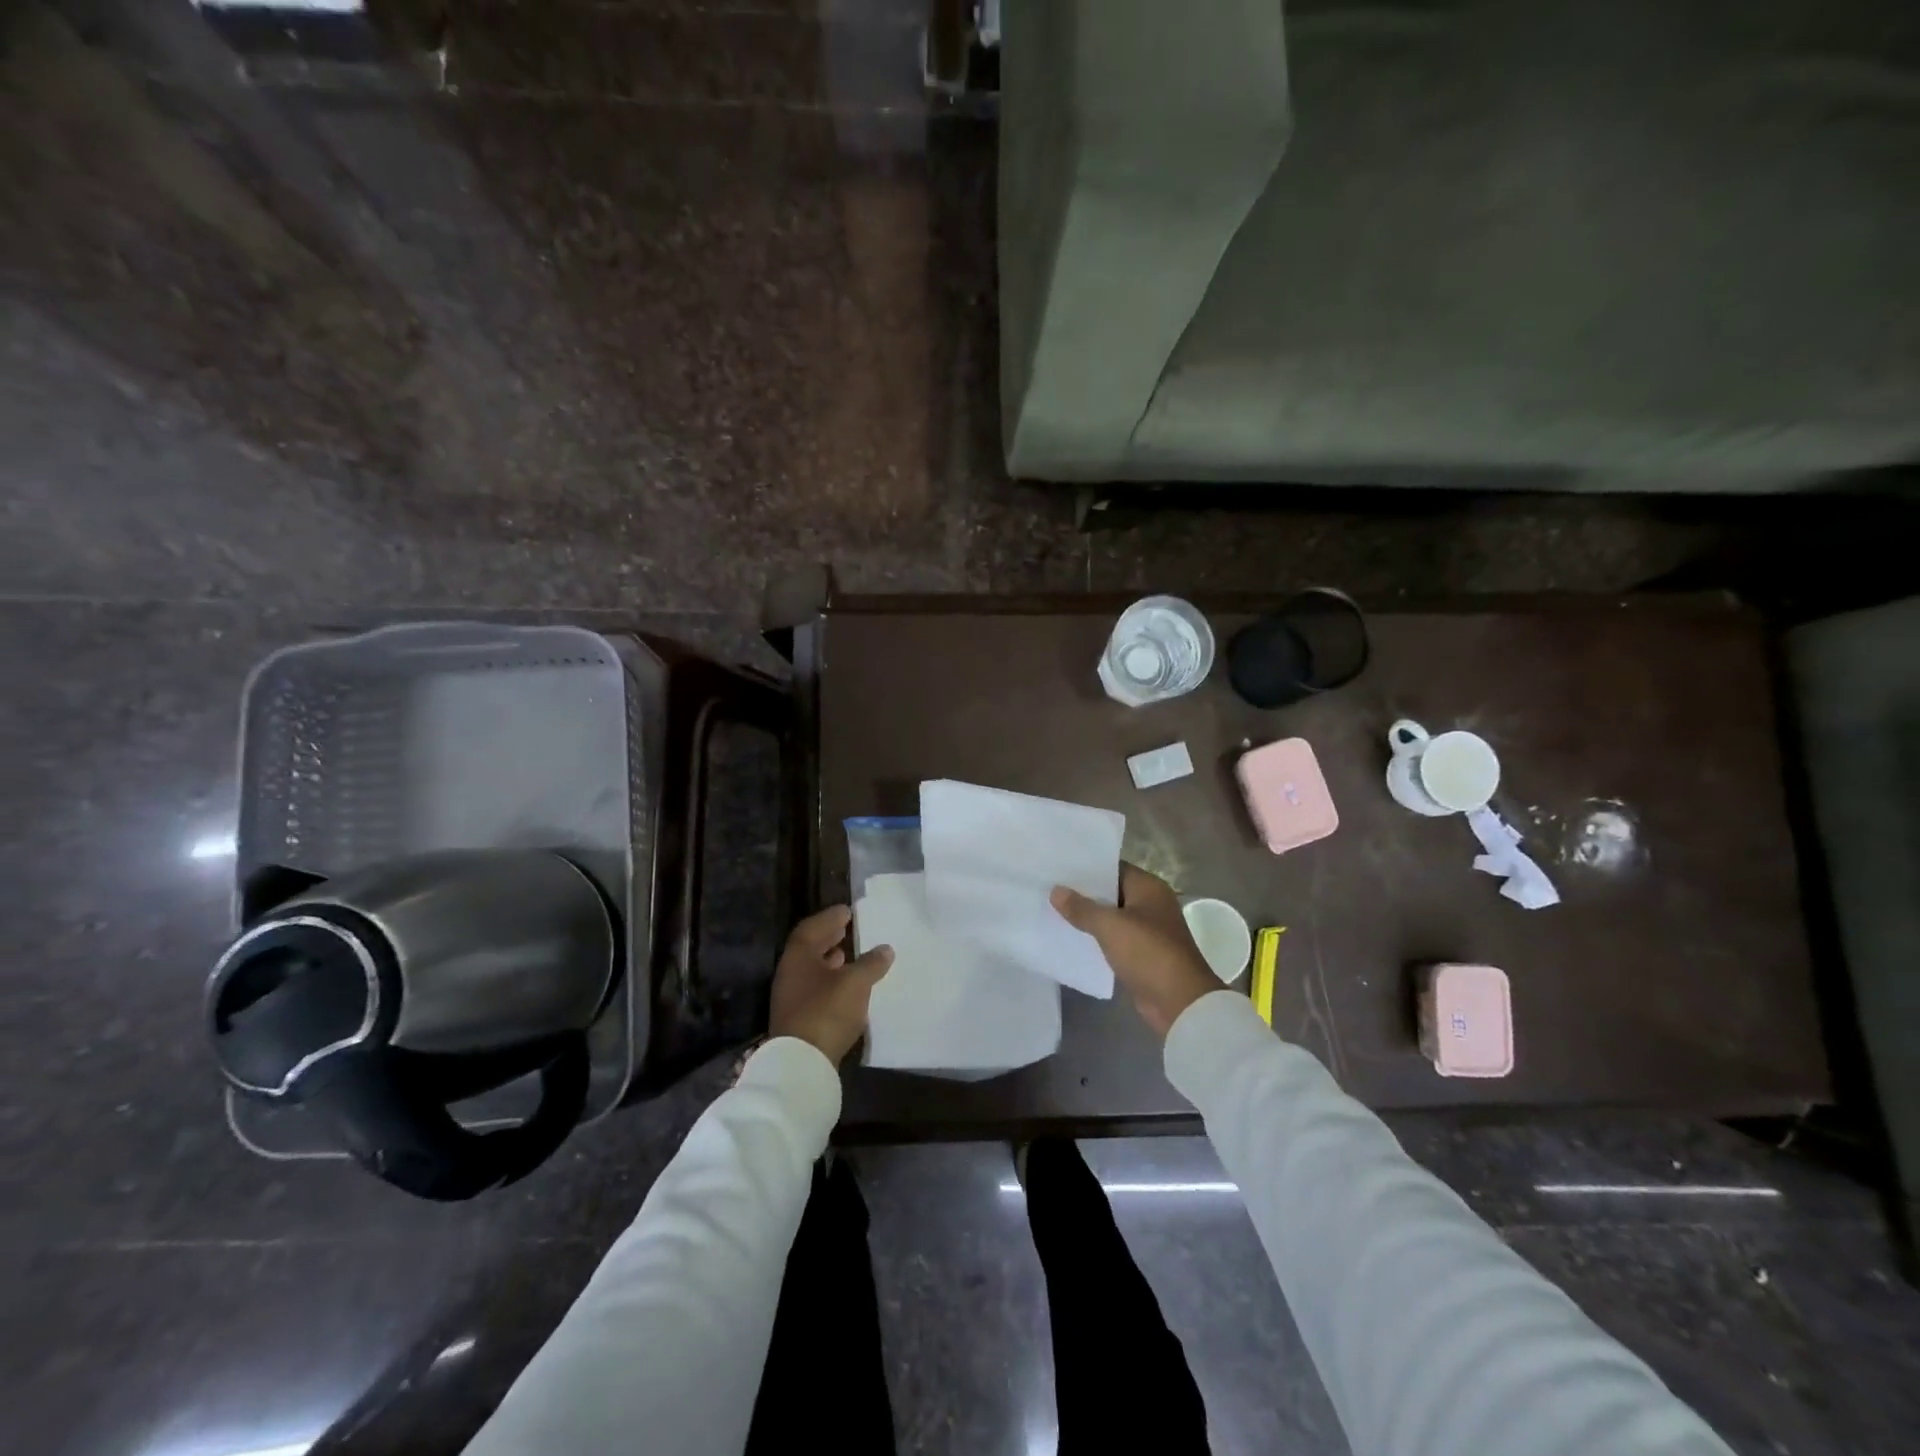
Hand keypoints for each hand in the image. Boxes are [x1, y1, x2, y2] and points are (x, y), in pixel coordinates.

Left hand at [768, 905, 893, 1063]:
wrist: (802, 1063)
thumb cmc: (827, 1011)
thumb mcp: (855, 983)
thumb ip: (871, 963)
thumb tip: (885, 949)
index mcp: (798, 957)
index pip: (811, 928)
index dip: (829, 918)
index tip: (847, 911)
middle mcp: (789, 974)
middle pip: (809, 948)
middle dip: (828, 937)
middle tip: (847, 927)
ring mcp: (791, 998)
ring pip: (811, 970)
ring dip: (828, 960)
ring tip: (848, 954)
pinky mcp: (798, 1019)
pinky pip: (815, 989)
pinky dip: (830, 980)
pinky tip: (845, 985)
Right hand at [1051, 865, 1217, 1037]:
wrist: (1179, 1002)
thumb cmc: (1147, 952)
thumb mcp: (1110, 925)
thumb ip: (1081, 908)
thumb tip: (1055, 891)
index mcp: (1149, 887)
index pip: (1113, 868)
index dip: (1086, 868)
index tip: (1058, 867)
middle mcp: (1150, 904)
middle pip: (1111, 892)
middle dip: (1083, 893)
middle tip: (1049, 887)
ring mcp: (1147, 930)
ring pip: (1111, 917)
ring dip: (1088, 917)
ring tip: (1052, 909)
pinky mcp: (1142, 954)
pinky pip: (1113, 938)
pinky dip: (1096, 937)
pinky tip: (1070, 936)